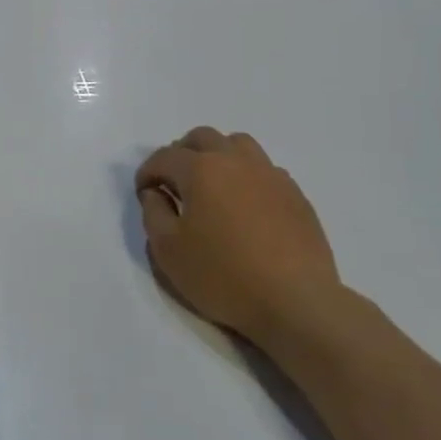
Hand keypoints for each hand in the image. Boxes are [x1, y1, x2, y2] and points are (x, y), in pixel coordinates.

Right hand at [134, 128, 339, 339]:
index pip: (165, 156)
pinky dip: (246, 175)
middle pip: (202, 137)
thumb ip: (153, 213)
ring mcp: (270, 174)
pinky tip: (245, 204)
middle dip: (181, 153)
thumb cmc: (224, 276)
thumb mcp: (168, 251)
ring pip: (238, 144)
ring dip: (217, 155)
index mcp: (201, 170)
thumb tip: (156, 193)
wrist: (296, 302)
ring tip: (211, 184)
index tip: (144, 192)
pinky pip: (264, 169)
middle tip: (174, 182)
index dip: (147, 172)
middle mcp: (235, 160)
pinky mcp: (295, 194)